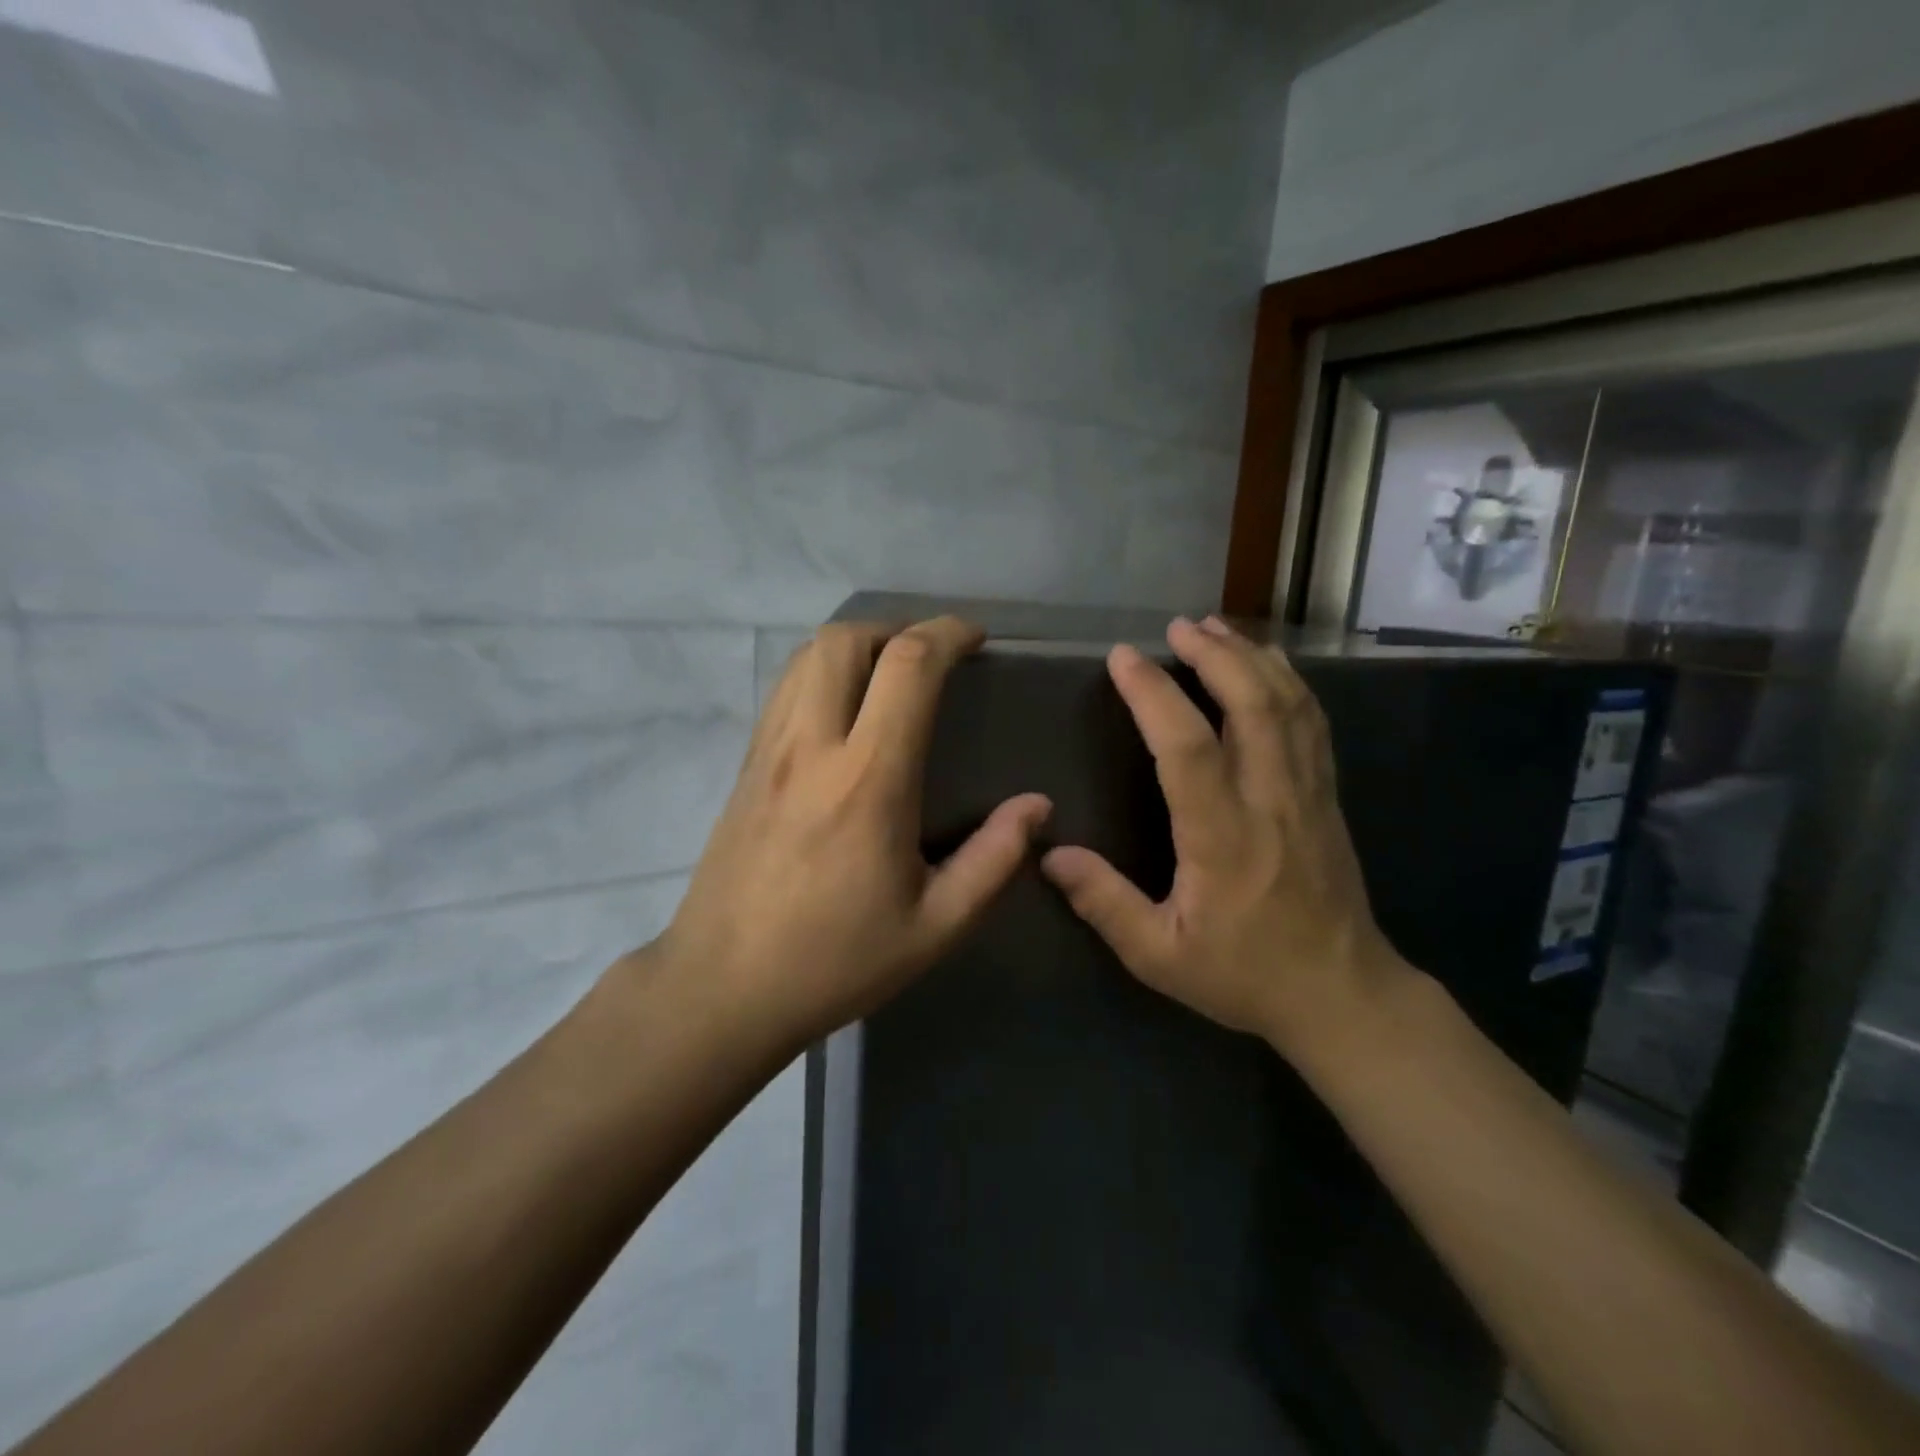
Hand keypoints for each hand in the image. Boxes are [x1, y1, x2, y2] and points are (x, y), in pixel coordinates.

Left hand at [648, 617, 1050, 1051]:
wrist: (721, 990)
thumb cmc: (835, 961)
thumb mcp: (935, 927)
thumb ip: (994, 860)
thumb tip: (1036, 806)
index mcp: (868, 780)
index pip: (908, 667)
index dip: (947, 634)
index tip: (976, 639)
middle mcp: (811, 747)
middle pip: (846, 640)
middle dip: (898, 629)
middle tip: (934, 655)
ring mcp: (767, 752)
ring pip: (806, 656)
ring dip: (857, 645)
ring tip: (892, 672)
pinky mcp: (743, 766)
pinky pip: (785, 688)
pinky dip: (822, 671)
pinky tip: (844, 710)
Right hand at [1041, 616, 1407, 1056]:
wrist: (1342, 995)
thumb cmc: (1244, 975)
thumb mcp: (1159, 955)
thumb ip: (1104, 903)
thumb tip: (1050, 854)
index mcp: (1222, 838)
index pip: (1187, 747)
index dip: (1153, 695)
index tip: (1122, 658)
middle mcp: (1270, 801)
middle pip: (1251, 705)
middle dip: (1213, 655)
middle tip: (1177, 625)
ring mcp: (1308, 793)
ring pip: (1288, 705)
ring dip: (1251, 657)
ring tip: (1216, 627)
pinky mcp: (1327, 796)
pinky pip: (1313, 722)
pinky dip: (1289, 682)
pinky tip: (1268, 664)